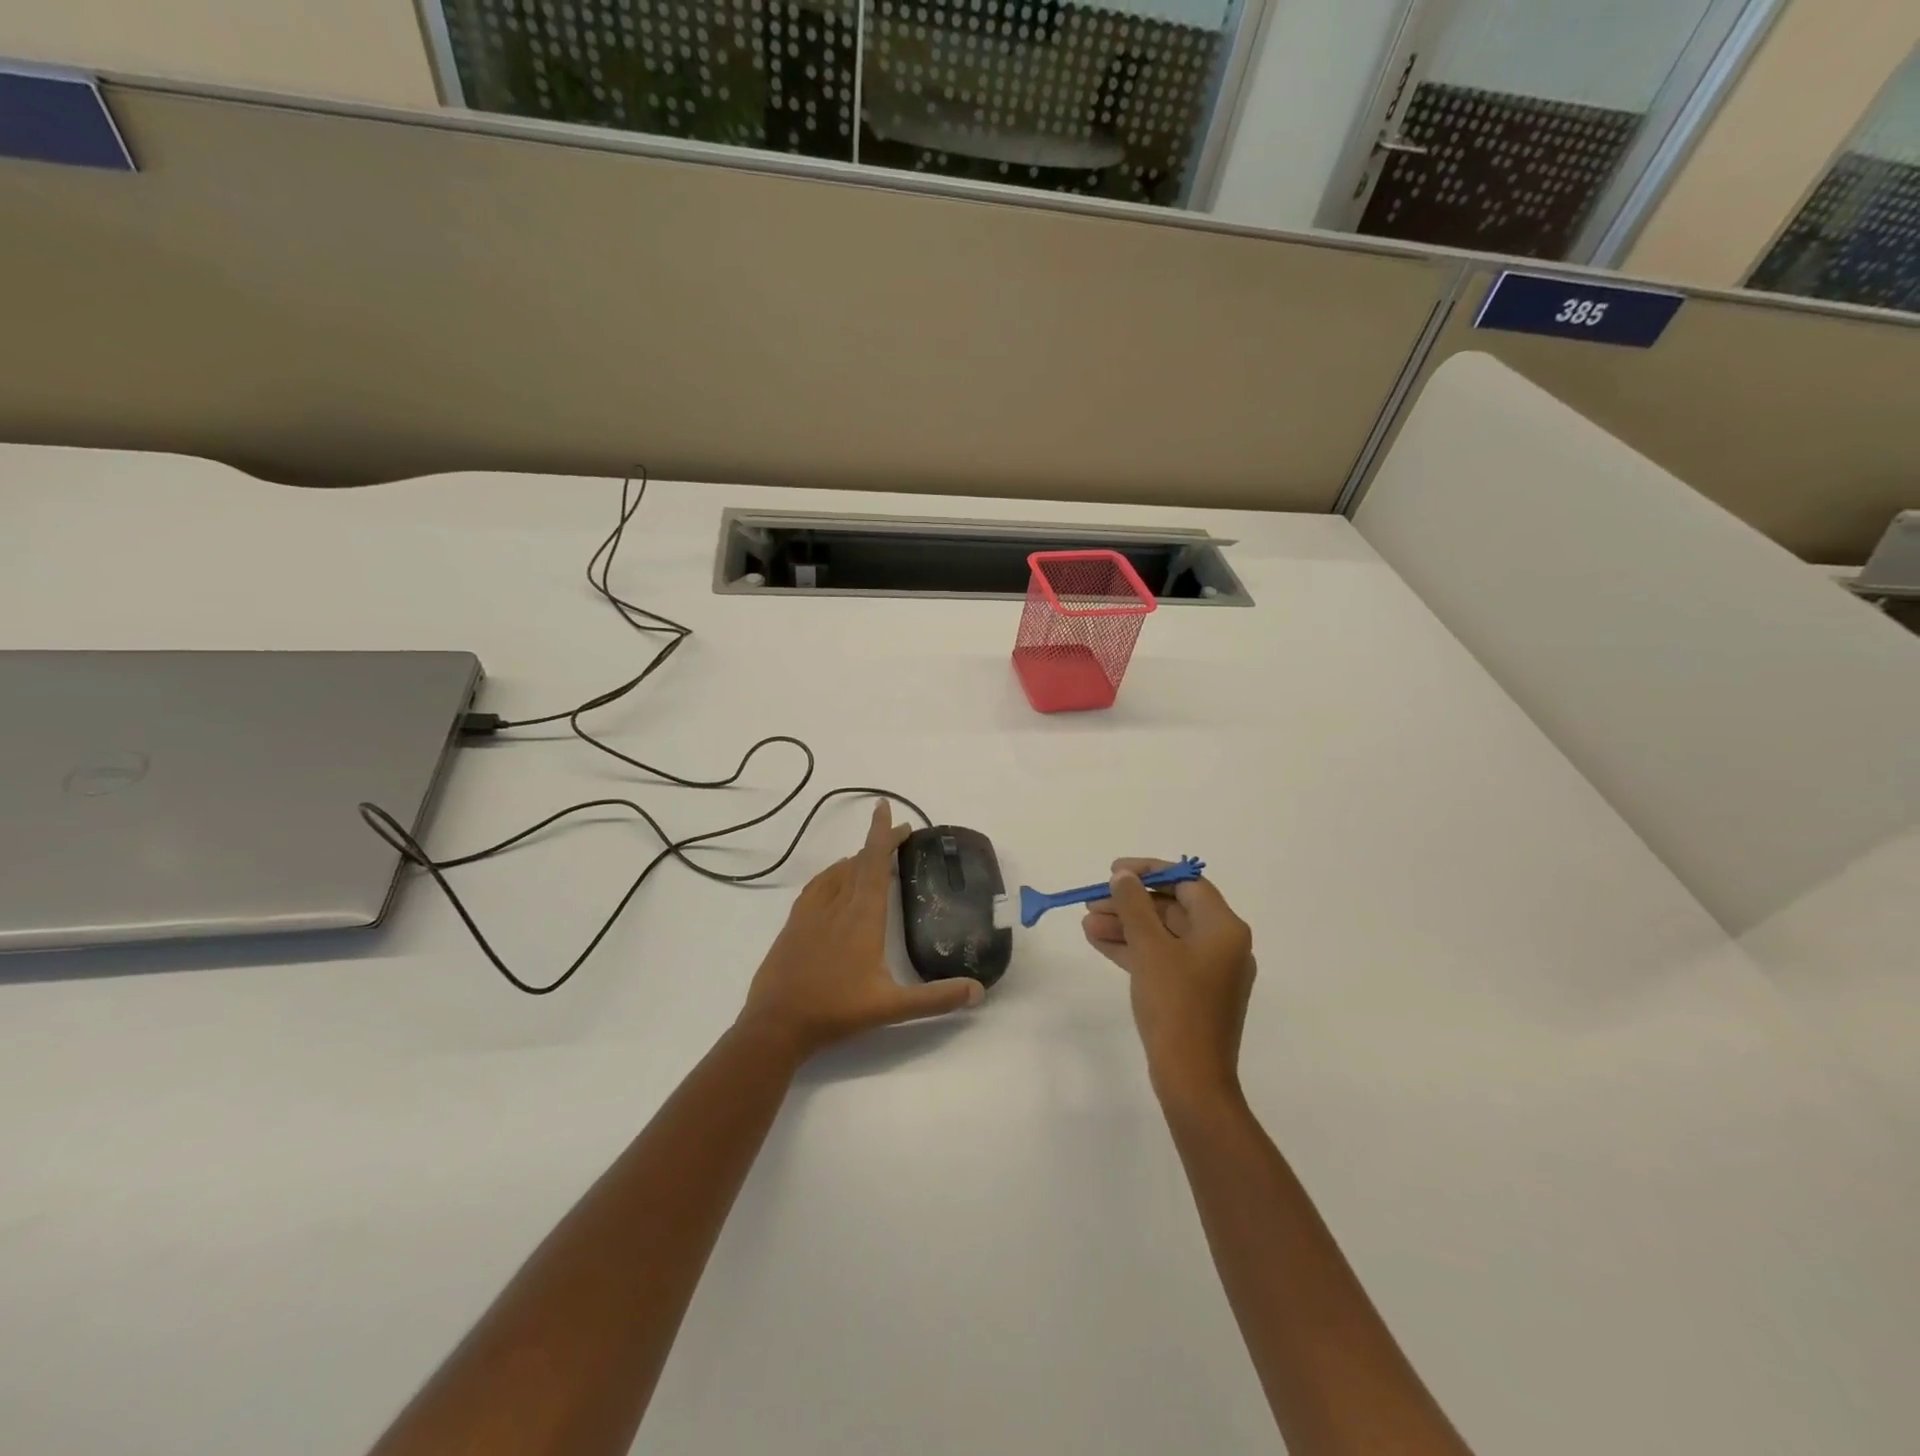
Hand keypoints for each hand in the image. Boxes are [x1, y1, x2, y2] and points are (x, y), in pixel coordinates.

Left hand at [737, 801, 984, 1059]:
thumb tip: (978, 991)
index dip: (882, 834)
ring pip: (838, 872)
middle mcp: (838, 905)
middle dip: (879, 842)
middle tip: (900, 832)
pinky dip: (833, 874)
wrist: (776, 1024)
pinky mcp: (794, 923)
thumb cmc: (836, 1011)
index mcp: (863, 917)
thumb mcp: (892, 1007)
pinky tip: (836, 881)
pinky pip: (818, 886)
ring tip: (874, 857)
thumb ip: (936, 998)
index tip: (885, 808)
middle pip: (859, 861)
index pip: (874, 863)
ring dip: (858, 858)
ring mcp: (812, 912)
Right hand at [1083, 860, 1255, 1103]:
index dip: (1149, 872)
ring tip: (1087, 924)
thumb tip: (1123, 876)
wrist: (1191, 1078)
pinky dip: (1134, 949)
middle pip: (1172, 908)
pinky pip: (1162, 958)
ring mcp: (1208, 971)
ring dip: (1126, 926)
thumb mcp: (1149, 948)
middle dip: (1130, 903)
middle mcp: (1222, 944)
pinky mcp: (1194, 992)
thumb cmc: (1175, 1005)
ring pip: (1163, 934)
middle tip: (1092, 901)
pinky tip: (1099, 942)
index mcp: (1224, 928)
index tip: (1114, 871)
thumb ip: (1134, 905)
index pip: (1187, 882)